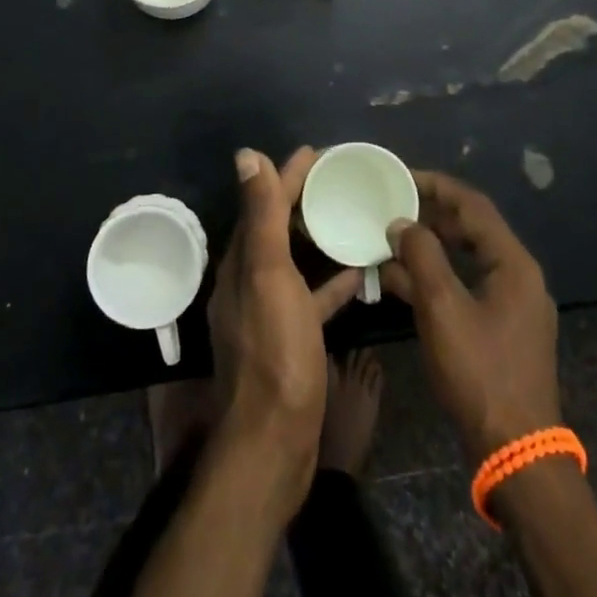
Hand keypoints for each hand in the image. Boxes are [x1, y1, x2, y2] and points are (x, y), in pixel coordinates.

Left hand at [206, 147, 361, 514]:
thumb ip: (260, 216)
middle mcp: (248, 282)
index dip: (287, 175)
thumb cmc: (275, 353)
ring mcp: (269, 312)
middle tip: (339, 180)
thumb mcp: (269, 276)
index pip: (263, 203)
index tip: (317, 153)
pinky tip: (354, 274)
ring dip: (315, 236)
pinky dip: (328, 280)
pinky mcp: (289, 339)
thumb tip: (246, 155)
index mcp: (241, 262)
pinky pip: (310, 296)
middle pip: (276, 227)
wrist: (273, 443)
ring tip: (348, 216)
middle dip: (301, 199)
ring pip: (293, 260)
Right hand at [381, 170, 560, 462]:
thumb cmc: (479, 372)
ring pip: (466, 259)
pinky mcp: (500, 329)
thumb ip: (421, 256)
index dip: (435, 185)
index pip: (472, 206)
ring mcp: (511, 304)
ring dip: (429, 248)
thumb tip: (401, 222)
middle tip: (391, 204)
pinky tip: (399, 281)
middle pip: (471, 229)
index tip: (399, 176)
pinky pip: (465, 286)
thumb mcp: (443, 308)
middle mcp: (517, 276)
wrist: (515, 452)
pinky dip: (435, 278)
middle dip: (429, 214)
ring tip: (389, 237)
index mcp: (513, 263)